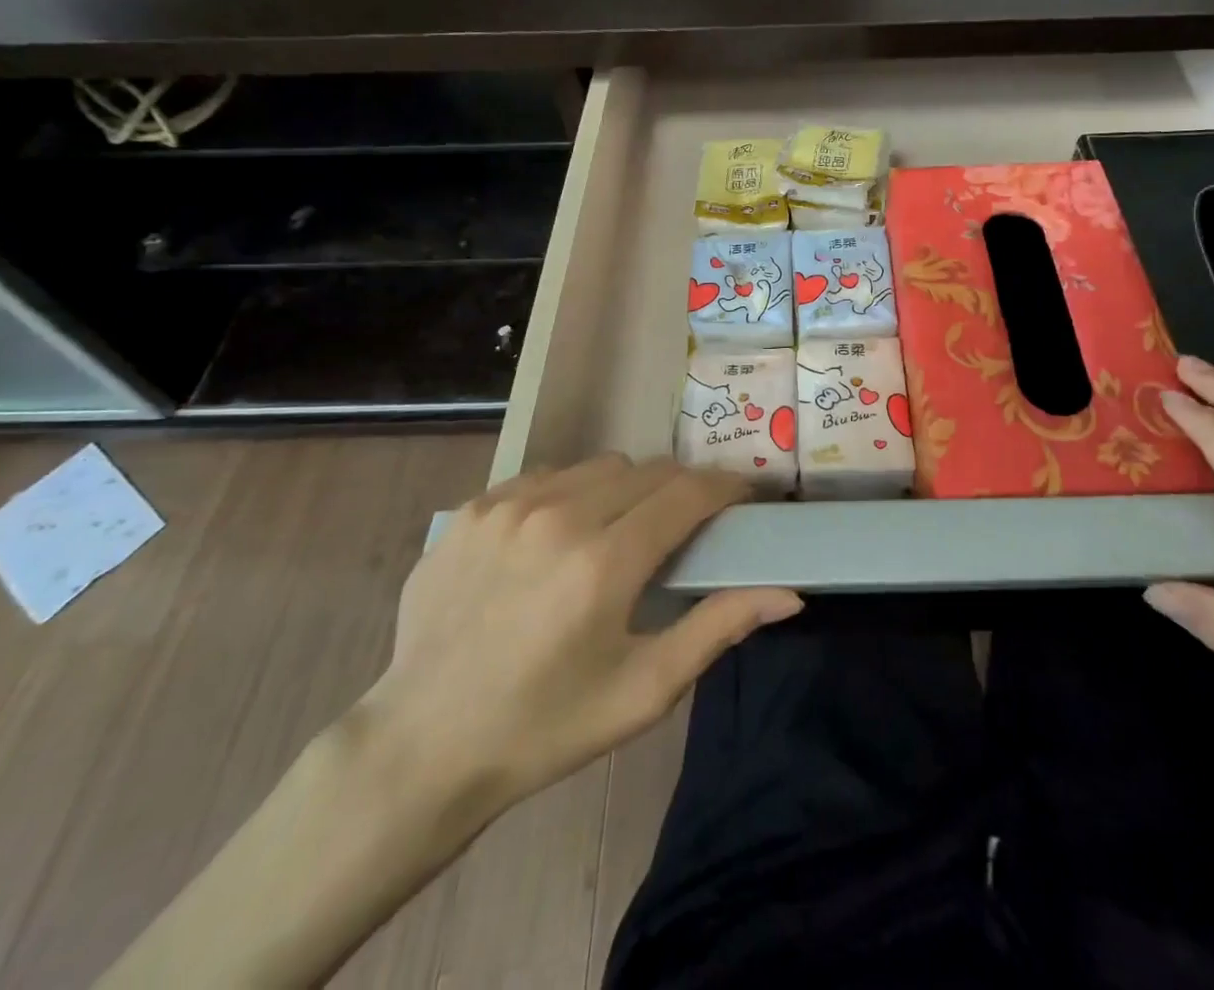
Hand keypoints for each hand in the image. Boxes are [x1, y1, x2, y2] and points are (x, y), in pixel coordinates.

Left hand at [356, 455, 802, 821]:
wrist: (422, 746)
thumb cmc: (546, 726)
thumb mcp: (643, 690)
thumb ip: (718, 628)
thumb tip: (791, 594)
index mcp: (604, 562)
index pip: (687, 493)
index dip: (725, 487)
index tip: (742, 497)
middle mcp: (557, 516)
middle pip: (647, 470)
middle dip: (679, 489)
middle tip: (683, 526)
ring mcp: (507, 506)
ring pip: (597, 467)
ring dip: (625, 488)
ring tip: (620, 531)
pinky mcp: (472, 510)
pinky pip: (543, 478)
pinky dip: (569, 494)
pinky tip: (557, 540)